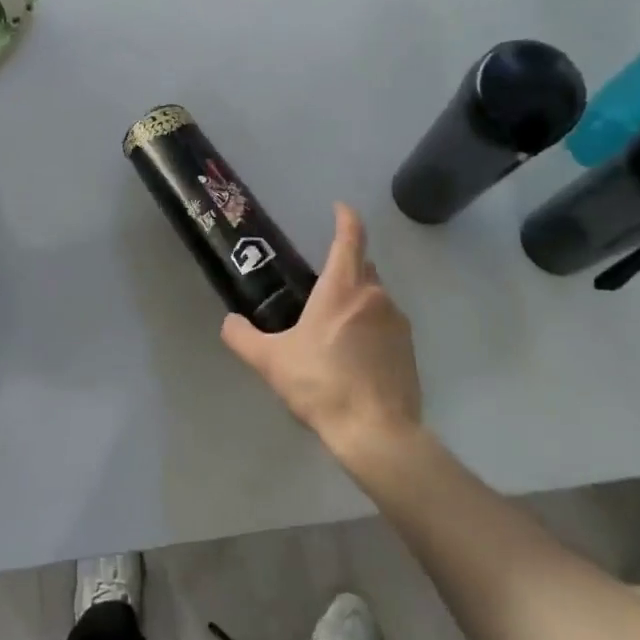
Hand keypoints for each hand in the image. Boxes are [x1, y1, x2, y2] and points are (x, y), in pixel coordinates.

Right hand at [220, 203, 422, 461]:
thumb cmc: (321, 384)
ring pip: (375, 296)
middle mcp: (375, 296)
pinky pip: (386, 323)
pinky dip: (369, 326)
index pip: (350, 238)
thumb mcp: (270, 361)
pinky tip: (352, 354)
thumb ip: (243, 337)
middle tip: (319, 283)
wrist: (376, 432)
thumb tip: (230, 322)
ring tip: (331, 327)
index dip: (345, 218)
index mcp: (342, 288)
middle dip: (345, 264)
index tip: (339, 208)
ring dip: (356, 300)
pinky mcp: (409, 349)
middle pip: (363, 265)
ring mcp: (397, 322)